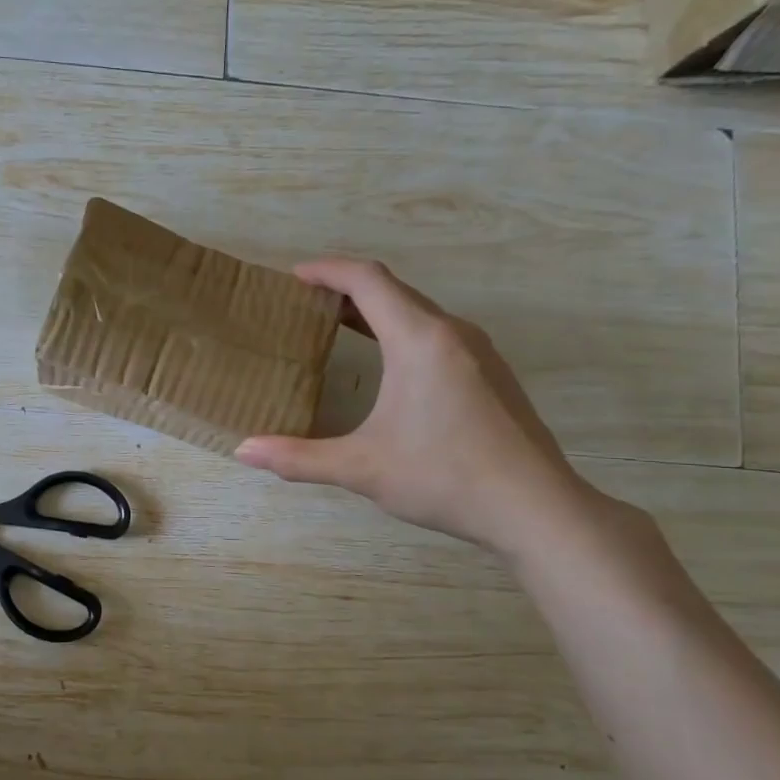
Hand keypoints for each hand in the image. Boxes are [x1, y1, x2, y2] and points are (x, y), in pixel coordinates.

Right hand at [235, 259, 597, 554]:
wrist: (536, 508)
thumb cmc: (444, 477)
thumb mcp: (361, 468)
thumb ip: (298, 457)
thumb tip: (243, 451)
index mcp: (419, 340)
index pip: (368, 280)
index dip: (328, 271)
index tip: (295, 277)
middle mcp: (452, 333)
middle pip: (394, 291)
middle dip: (348, 290)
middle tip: (308, 304)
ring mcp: (478, 353)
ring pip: (419, 313)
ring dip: (378, 312)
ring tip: (341, 328)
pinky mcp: (491, 375)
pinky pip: (437, 334)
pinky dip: (402, 332)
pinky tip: (390, 367)